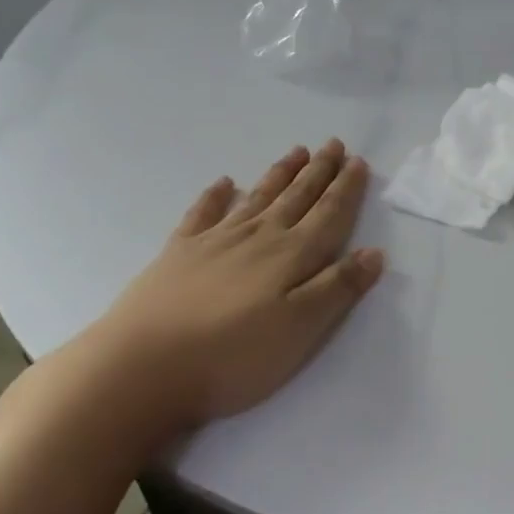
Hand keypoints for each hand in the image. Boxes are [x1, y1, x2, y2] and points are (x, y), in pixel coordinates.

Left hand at [79, 140, 383, 429]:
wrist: (139, 369)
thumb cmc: (231, 355)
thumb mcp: (300, 329)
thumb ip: (338, 288)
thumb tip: (374, 252)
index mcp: (292, 255)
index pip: (329, 214)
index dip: (346, 188)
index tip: (358, 161)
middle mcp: (258, 237)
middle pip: (296, 197)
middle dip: (319, 171)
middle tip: (333, 144)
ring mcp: (215, 242)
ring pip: (258, 198)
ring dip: (280, 174)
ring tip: (297, 151)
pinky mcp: (177, 255)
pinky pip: (202, 214)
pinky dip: (215, 196)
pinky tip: (224, 184)